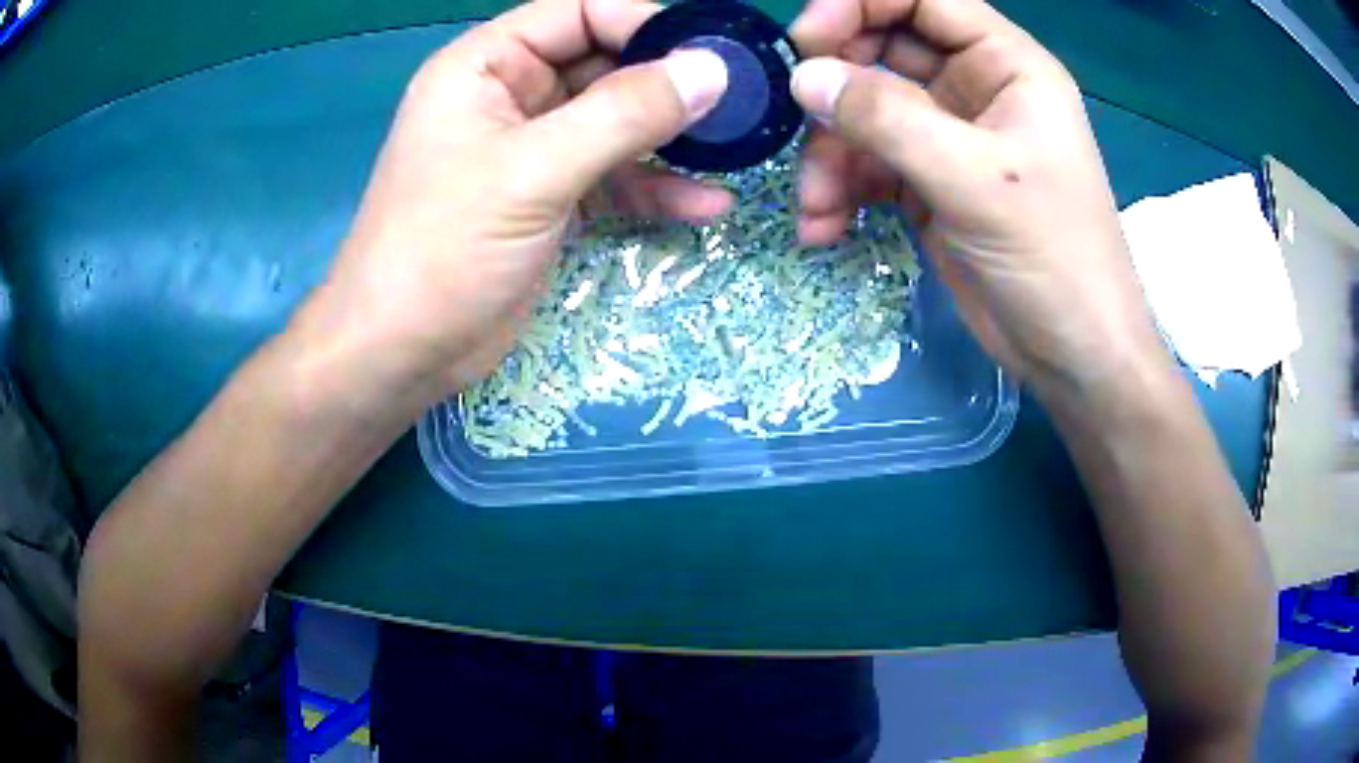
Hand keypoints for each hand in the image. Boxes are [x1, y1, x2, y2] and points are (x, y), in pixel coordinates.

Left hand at [291, 0, 729, 414]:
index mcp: (486, 66)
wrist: (402, 354)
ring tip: (735, 150)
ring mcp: (532, 149)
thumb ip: (624, 113)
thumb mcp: (532, 171)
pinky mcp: (550, 199)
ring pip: (615, 123)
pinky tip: (706, 205)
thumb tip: (711, 69)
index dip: (644, 23)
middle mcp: (510, 96)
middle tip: (739, 103)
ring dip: (671, 139)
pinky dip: (655, 189)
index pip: (578, 13)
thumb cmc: (443, 250)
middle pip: (604, 64)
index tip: (711, 52)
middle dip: (669, 83)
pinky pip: (613, 176)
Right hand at [788, 0, 1167, 399]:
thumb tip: (803, 77)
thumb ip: (888, 119)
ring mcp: (949, 137)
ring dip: (830, 154)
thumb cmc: (1053, 258)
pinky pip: (868, 165)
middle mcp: (974, 89)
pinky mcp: (929, 183)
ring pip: (866, 112)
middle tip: (799, 117)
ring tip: (817, 204)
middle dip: (837, 85)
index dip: (859, 4)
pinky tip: (825, 226)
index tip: (807, 40)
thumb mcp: (975, 179)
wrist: (1071, 355)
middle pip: (883, 50)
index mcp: (1005, 65)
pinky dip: (840, 190)